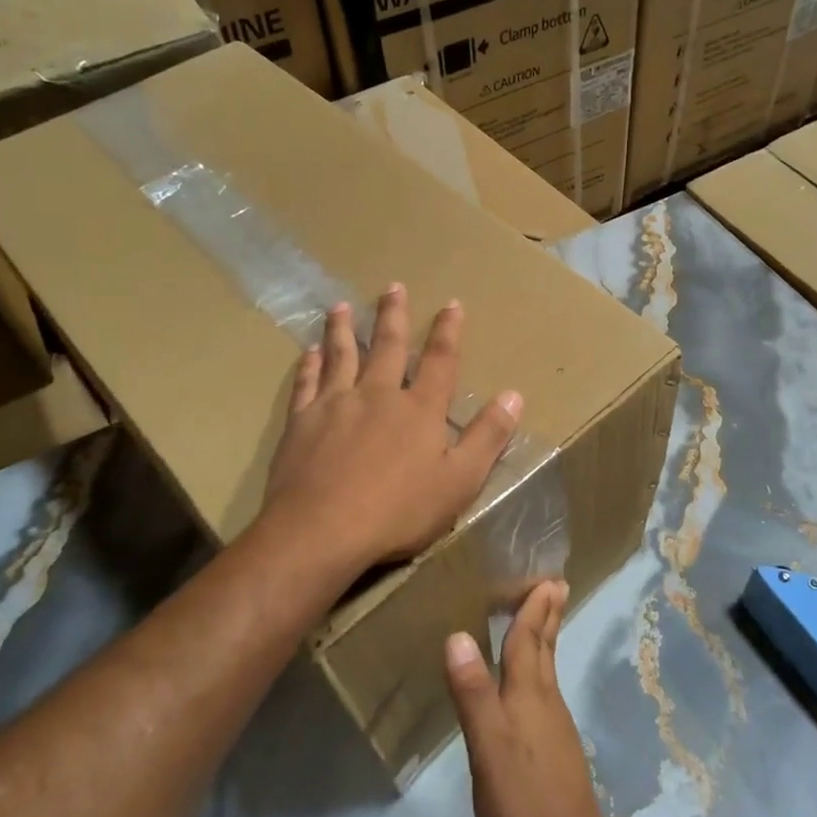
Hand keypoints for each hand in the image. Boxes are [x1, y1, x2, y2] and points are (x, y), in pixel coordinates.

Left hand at [263, 283, 522, 570]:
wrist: (322, 530)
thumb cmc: (399, 511)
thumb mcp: (460, 480)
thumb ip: (487, 436)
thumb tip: (514, 395)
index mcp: (420, 409)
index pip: (440, 361)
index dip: (448, 332)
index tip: (451, 303)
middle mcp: (378, 394)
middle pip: (388, 347)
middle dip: (393, 316)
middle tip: (392, 286)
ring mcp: (336, 405)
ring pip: (342, 356)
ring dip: (343, 330)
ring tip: (341, 306)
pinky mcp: (302, 423)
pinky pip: (307, 384)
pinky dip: (309, 366)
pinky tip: (309, 353)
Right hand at [446, 581, 614, 816]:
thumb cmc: (525, 807)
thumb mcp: (490, 751)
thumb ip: (473, 695)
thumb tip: (457, 634)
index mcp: (529, 697)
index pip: (528, 641)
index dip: (533, 609)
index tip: (545, 577)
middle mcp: (546, 704)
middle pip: (546, 649)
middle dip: (547, 616)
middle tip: (555, 585)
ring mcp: (555, 730)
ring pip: (548, 670)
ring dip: (545, 639)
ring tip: (542, 618)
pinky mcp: (556, 754)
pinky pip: (546, 692)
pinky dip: (540, 670)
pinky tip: (532, 684)